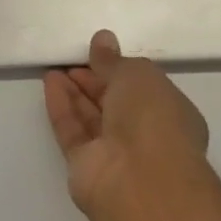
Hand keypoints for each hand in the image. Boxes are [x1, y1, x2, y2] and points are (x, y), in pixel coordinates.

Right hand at [44, 30, 210, 220]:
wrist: (139, 181)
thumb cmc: (152, 118)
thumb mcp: (136, 75)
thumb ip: (114, 60)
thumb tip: (102, 39)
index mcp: (170, 112)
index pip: (143, 88)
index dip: (120, 69)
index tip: (98, 52)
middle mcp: (145, 135)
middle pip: (115, 103)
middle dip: (94, 80)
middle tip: (73, 58)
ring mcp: (116, 154)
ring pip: (92, 117)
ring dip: (75, 92)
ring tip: (56, 67)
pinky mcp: (86, 168)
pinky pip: (72, 131)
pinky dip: (62, 107)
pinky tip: (50, 82)